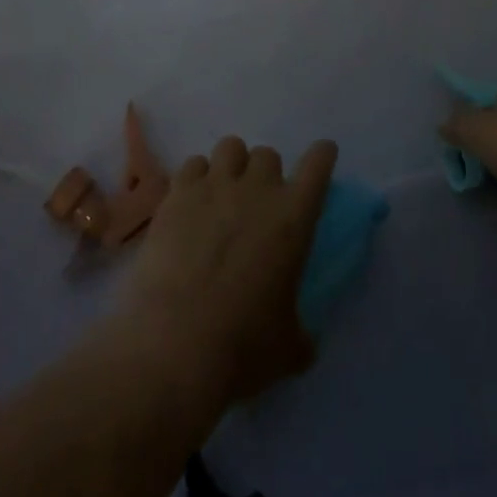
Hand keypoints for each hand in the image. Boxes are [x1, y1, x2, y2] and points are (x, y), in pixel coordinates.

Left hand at [118, 136, 337, 407]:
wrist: (173, 347)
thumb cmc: (242, 348)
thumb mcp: (288, 349)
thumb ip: (300, 333)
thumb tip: (303, 340)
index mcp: (294, 218)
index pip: (318, 164)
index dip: (322, 156)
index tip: (322, 156)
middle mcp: (258, 190)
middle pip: (268, 154)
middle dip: (266, 175)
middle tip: (257, 205)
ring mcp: (214, 187)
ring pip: (230, 147)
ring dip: (232, 167)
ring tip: (222, 197)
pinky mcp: (177, 195)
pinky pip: (192, 165)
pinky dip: (196, 179)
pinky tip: (190, 205)